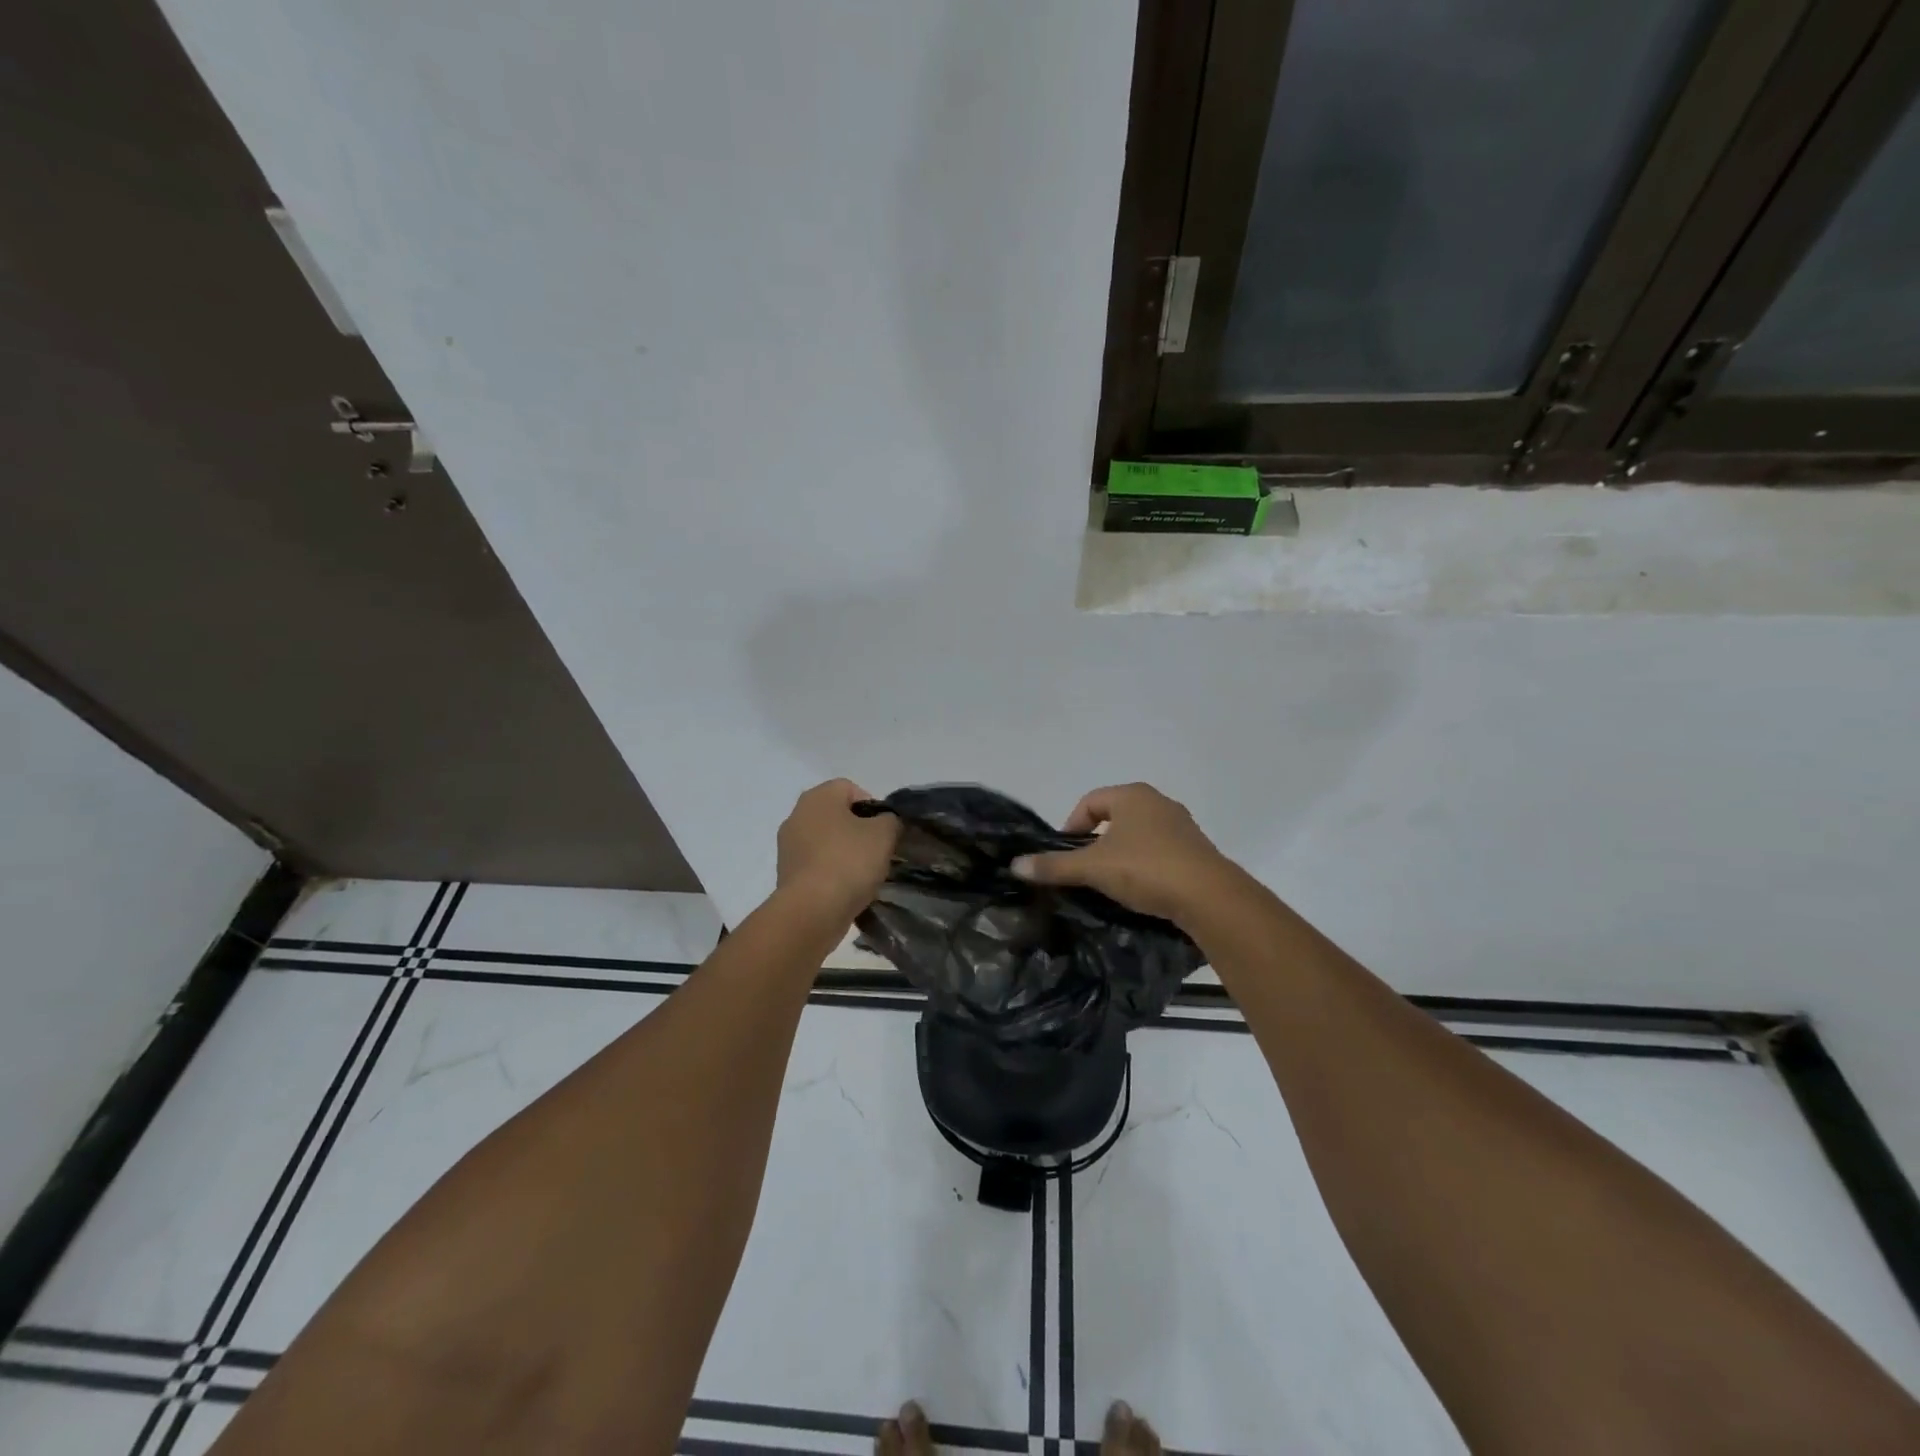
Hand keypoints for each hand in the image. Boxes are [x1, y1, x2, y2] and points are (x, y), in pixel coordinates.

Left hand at [775, 779, 900, 920]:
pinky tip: (845, 889)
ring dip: (844, 852)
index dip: (872, 806)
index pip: (851, 788)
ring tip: (862, 874)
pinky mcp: (786, 873)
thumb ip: (889, 820)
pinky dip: (830, 872)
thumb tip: (884, 823)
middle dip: (858, 831)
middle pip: (836, 815)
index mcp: (818, 797)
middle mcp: (797, 815)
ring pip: (825, 841)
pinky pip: (816, 864)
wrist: (812, 910)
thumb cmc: (849, 862)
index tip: (884, 830)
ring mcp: (787, 845)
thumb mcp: (884, 834)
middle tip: (877, 851)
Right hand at [1012, 783, 1233, 923]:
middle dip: (1095, 842)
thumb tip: (1015, 865)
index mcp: (1132, 795)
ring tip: (1109, 883)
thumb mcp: (1093, 868)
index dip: (1070, 826)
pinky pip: (1159, 852)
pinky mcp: (1196, 851)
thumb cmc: (1146, 869)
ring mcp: (1181, 826)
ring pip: (1138, 835)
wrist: (1209, 897)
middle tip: (1084, 870)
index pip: (1089, 802)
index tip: (1064, 856)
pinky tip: (1140, 890)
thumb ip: (1055, 866)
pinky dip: (1144, 866)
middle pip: (1114, 817)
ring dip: (1120, 855)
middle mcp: (1158, 802)